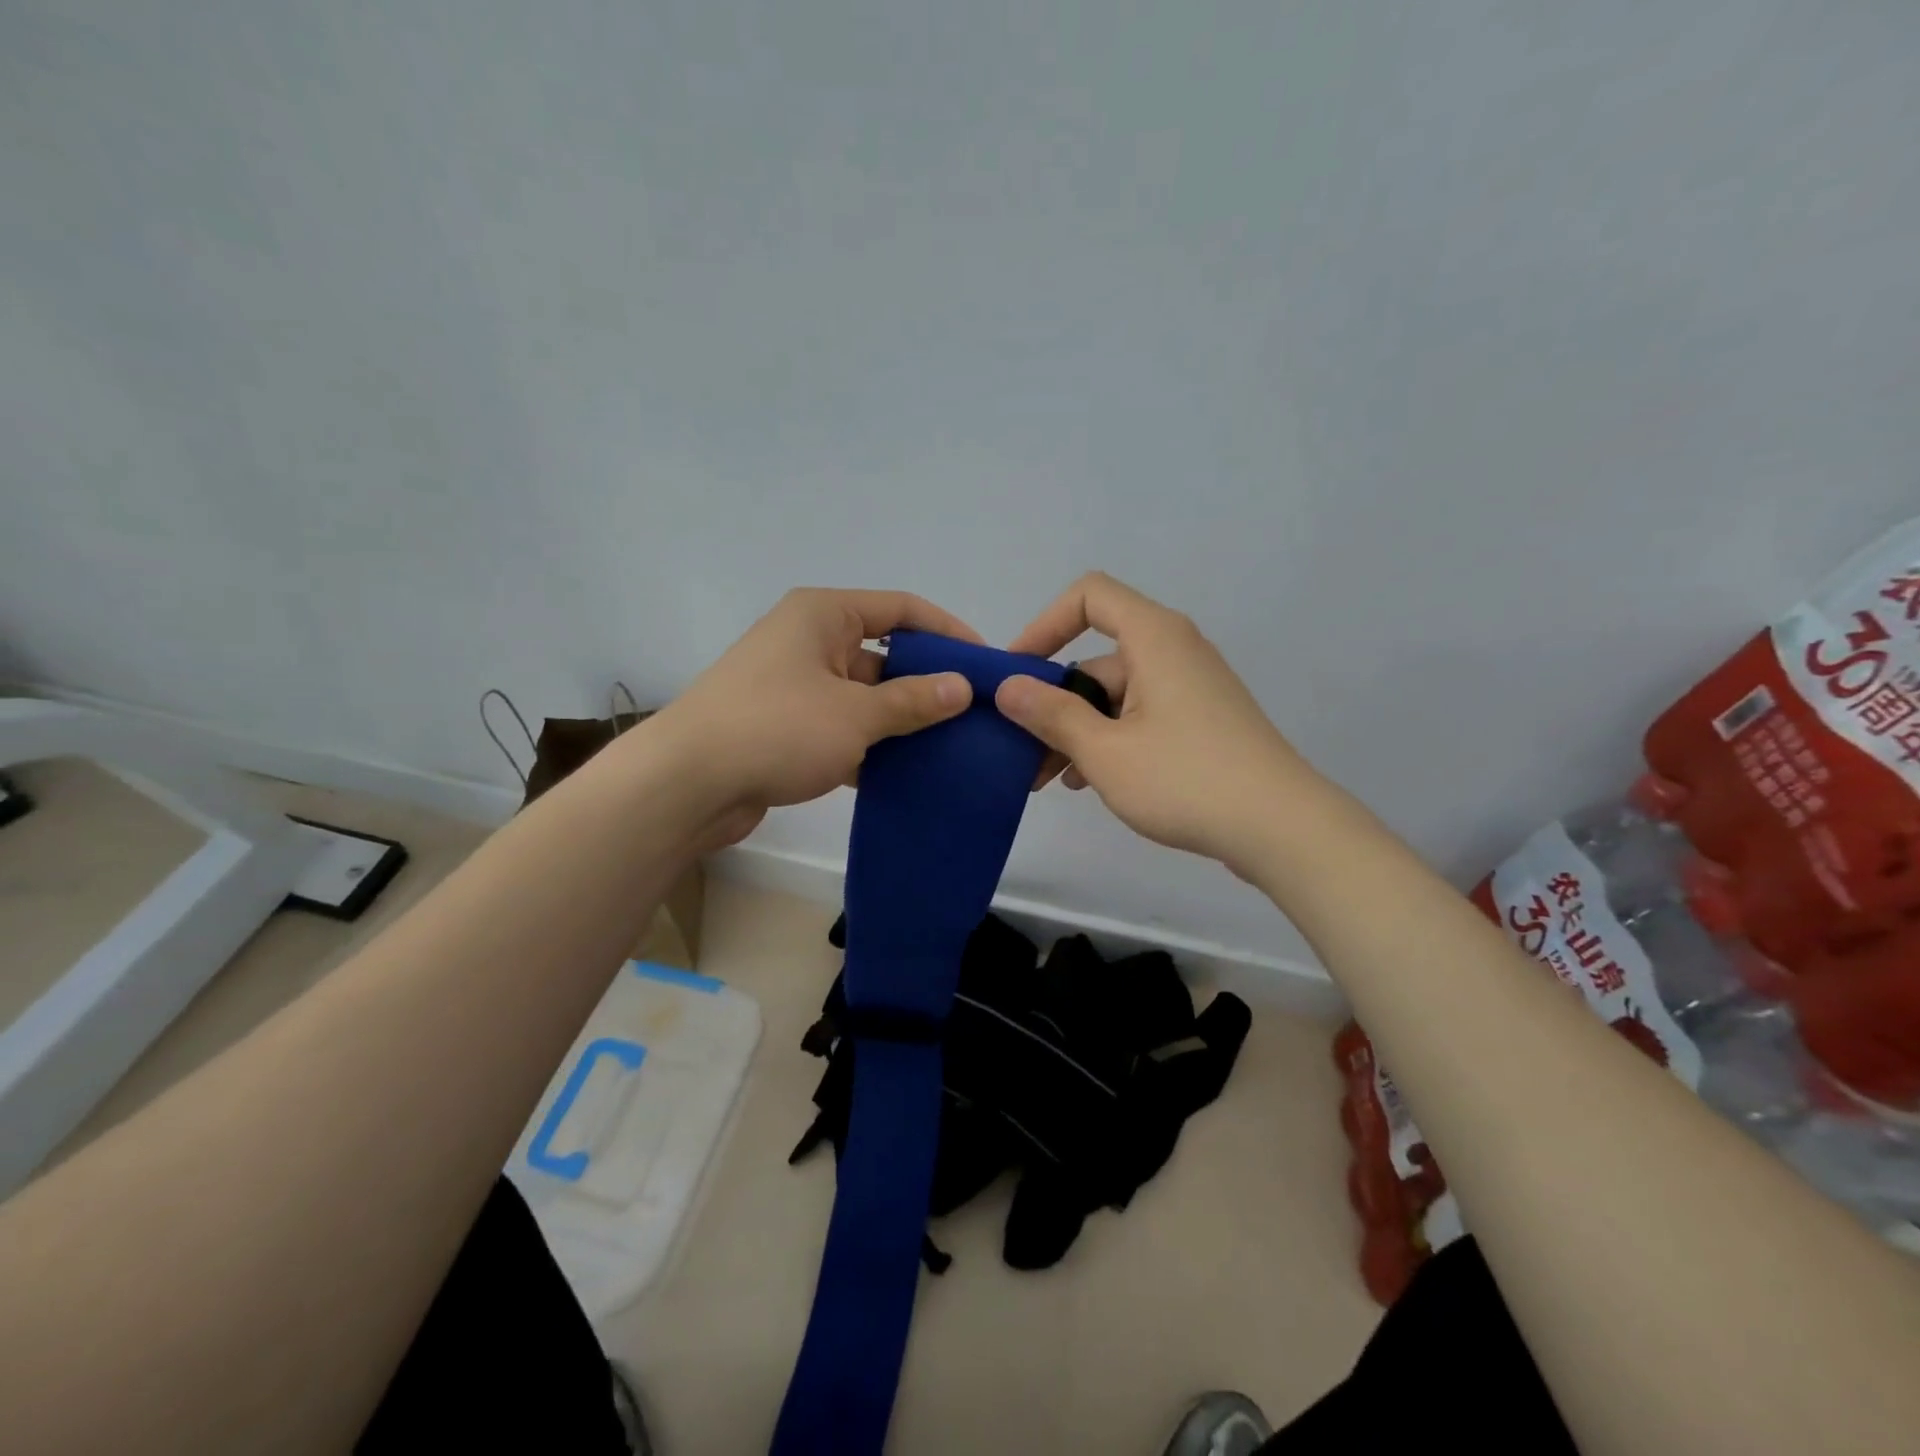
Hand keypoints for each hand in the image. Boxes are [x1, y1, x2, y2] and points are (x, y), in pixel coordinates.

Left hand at [655, 589, 977, 831]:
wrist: (686, 784)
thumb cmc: (776, 728)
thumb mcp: (856, 713)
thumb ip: (913, 700)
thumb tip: (962, 687)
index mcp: (824, 615)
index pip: (902, 608)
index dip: (947, 631)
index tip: (984, 662)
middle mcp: (809, 641)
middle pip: (884, 654)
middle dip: (927, 684)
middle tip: (973, 714)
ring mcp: (794, 685)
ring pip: (863, 697)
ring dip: (900, 721)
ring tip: (950, 748)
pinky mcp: (784, 727)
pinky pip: (841, 728)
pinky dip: (869, 747)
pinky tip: (904, 775)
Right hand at [996, 572, 1311, 870]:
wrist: (1282, 829)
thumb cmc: (1186, 779)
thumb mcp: (1105, 751)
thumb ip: (1052, 714)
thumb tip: (1008, 686)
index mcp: (1154, 638)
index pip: (1088, 597)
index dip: (1044, 625)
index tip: (1016, 673)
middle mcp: (1174, 651)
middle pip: (1096, 659)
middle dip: (1053, 703)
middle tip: (1021, 752)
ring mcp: (1190, 688)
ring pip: (1115, 696)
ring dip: (1076, 730)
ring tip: (1049, 781)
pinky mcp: (1201, 721)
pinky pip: (1140, 716)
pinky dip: (1109, 740)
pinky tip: (1089, 783)